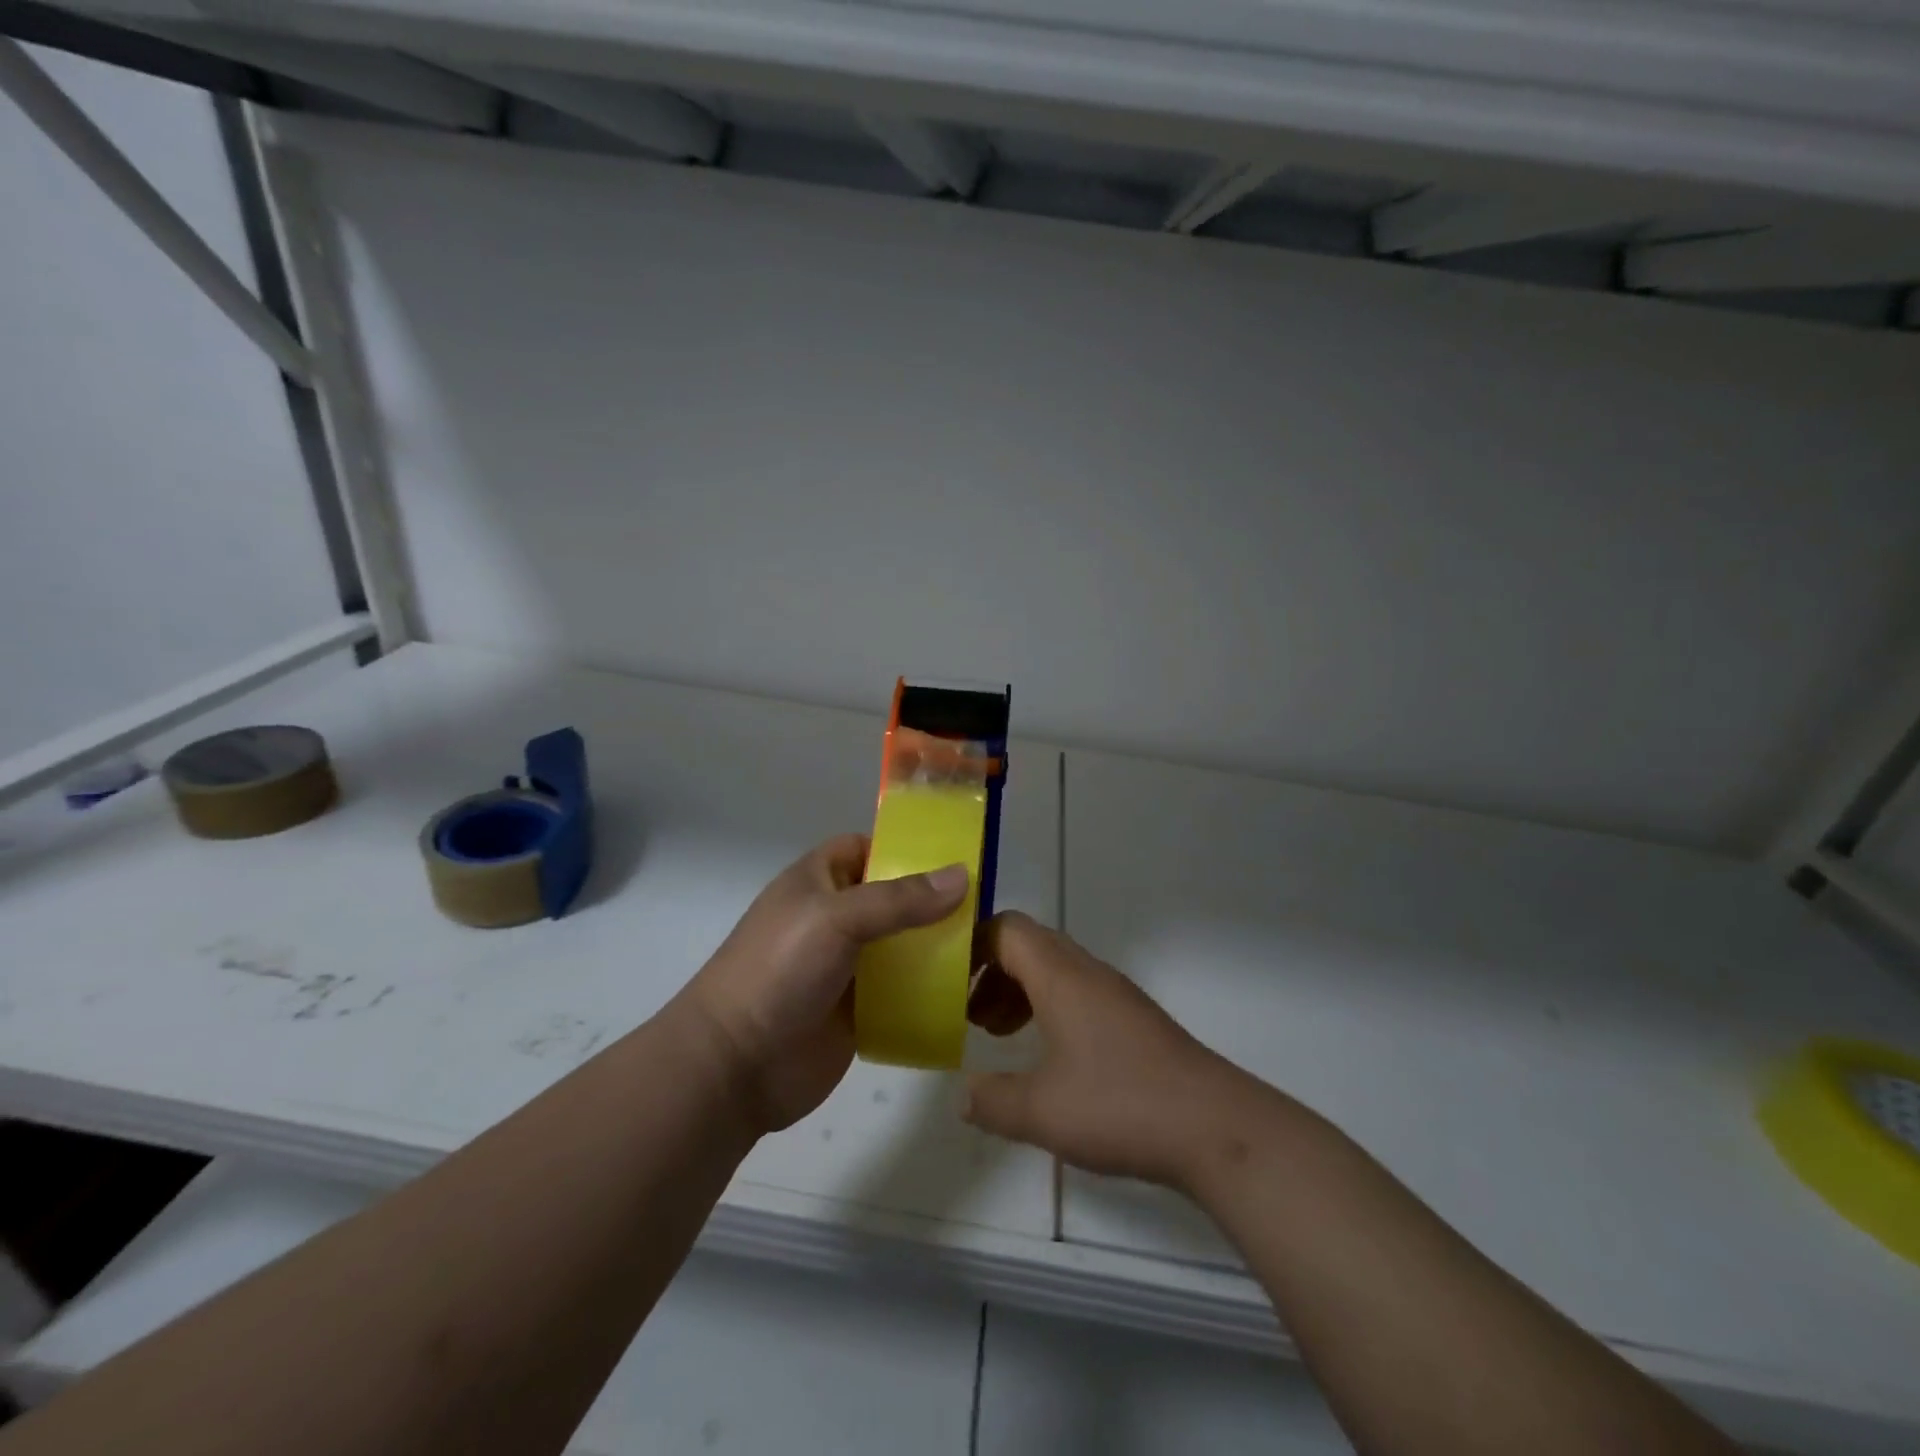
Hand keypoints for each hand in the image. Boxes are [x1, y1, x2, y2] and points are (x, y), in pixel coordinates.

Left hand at [679, 834, 968, 1132]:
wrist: (736, 1066)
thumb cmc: (779, 970)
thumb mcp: (837, 919)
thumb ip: (899, 899)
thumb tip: (962, 876)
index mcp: (818, 882)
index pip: (866, 848)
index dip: (904, 847)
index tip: (954, 856)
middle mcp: (834, 918)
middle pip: (893, 898)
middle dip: (933, 901)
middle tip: (986, 905)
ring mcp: (847, 966)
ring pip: (902, 945)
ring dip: (937, 946)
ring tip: (988, 946)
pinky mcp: (859, 1010)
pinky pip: (903, 991)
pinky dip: (930, 989)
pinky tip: (967, 991)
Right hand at [962, 912, 1251, 1189]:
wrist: (1215, 1126)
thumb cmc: (1120, 1104)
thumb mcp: (1041, 1111)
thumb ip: (992, 1101)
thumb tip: (962, 1095)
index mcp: (1061, 976)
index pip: (1008, 929)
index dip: (972, 944)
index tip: (945, 978)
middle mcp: (1088, 973)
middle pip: (1030, 945)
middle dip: (991, 971)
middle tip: (967, 1013)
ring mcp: (1115, 995)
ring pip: (1055, 970)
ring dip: (1020, 991)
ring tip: (998, 1034)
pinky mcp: (1134, 1021)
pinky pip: (1077, 994)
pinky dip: (1048, 1009)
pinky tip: (1046, 1058)